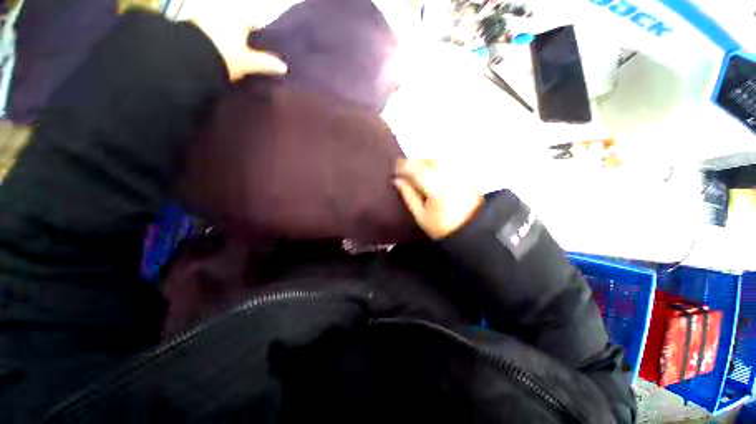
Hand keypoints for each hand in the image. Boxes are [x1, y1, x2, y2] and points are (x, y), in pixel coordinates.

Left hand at [183, 4, 286, 80]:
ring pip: (224, 27)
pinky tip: (218, 51)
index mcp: (239, 17)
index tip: (264, 47)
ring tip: (234, 54)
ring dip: (229, 37)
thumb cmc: (226, 56)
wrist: (190, 58)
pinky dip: (215, 39)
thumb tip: (284, 67)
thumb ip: (266, 63)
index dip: (261, 35)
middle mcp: (224, 11)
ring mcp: (206, 16)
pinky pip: (210, 30)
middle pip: (239, 24)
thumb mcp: (249, 62)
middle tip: (249, 52)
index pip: (256, 22)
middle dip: (244, 36)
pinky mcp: (193, 25)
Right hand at [394, 159, 482, 239]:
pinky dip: (435, 164)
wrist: (470, 229)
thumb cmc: (441, 226)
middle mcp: (446, 175)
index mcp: (434, 187)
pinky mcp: (463, 173)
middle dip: (413, 162)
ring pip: (436, 159)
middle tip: (404, 170)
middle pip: (426, 160)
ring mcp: (457, 173)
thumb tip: (397, 180)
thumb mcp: (420, 215)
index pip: (415, 169)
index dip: (403, 166)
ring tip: (417, 172)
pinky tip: (431, 172)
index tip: (394, 169)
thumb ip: (408, 195)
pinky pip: (446, 162)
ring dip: (424, 162)